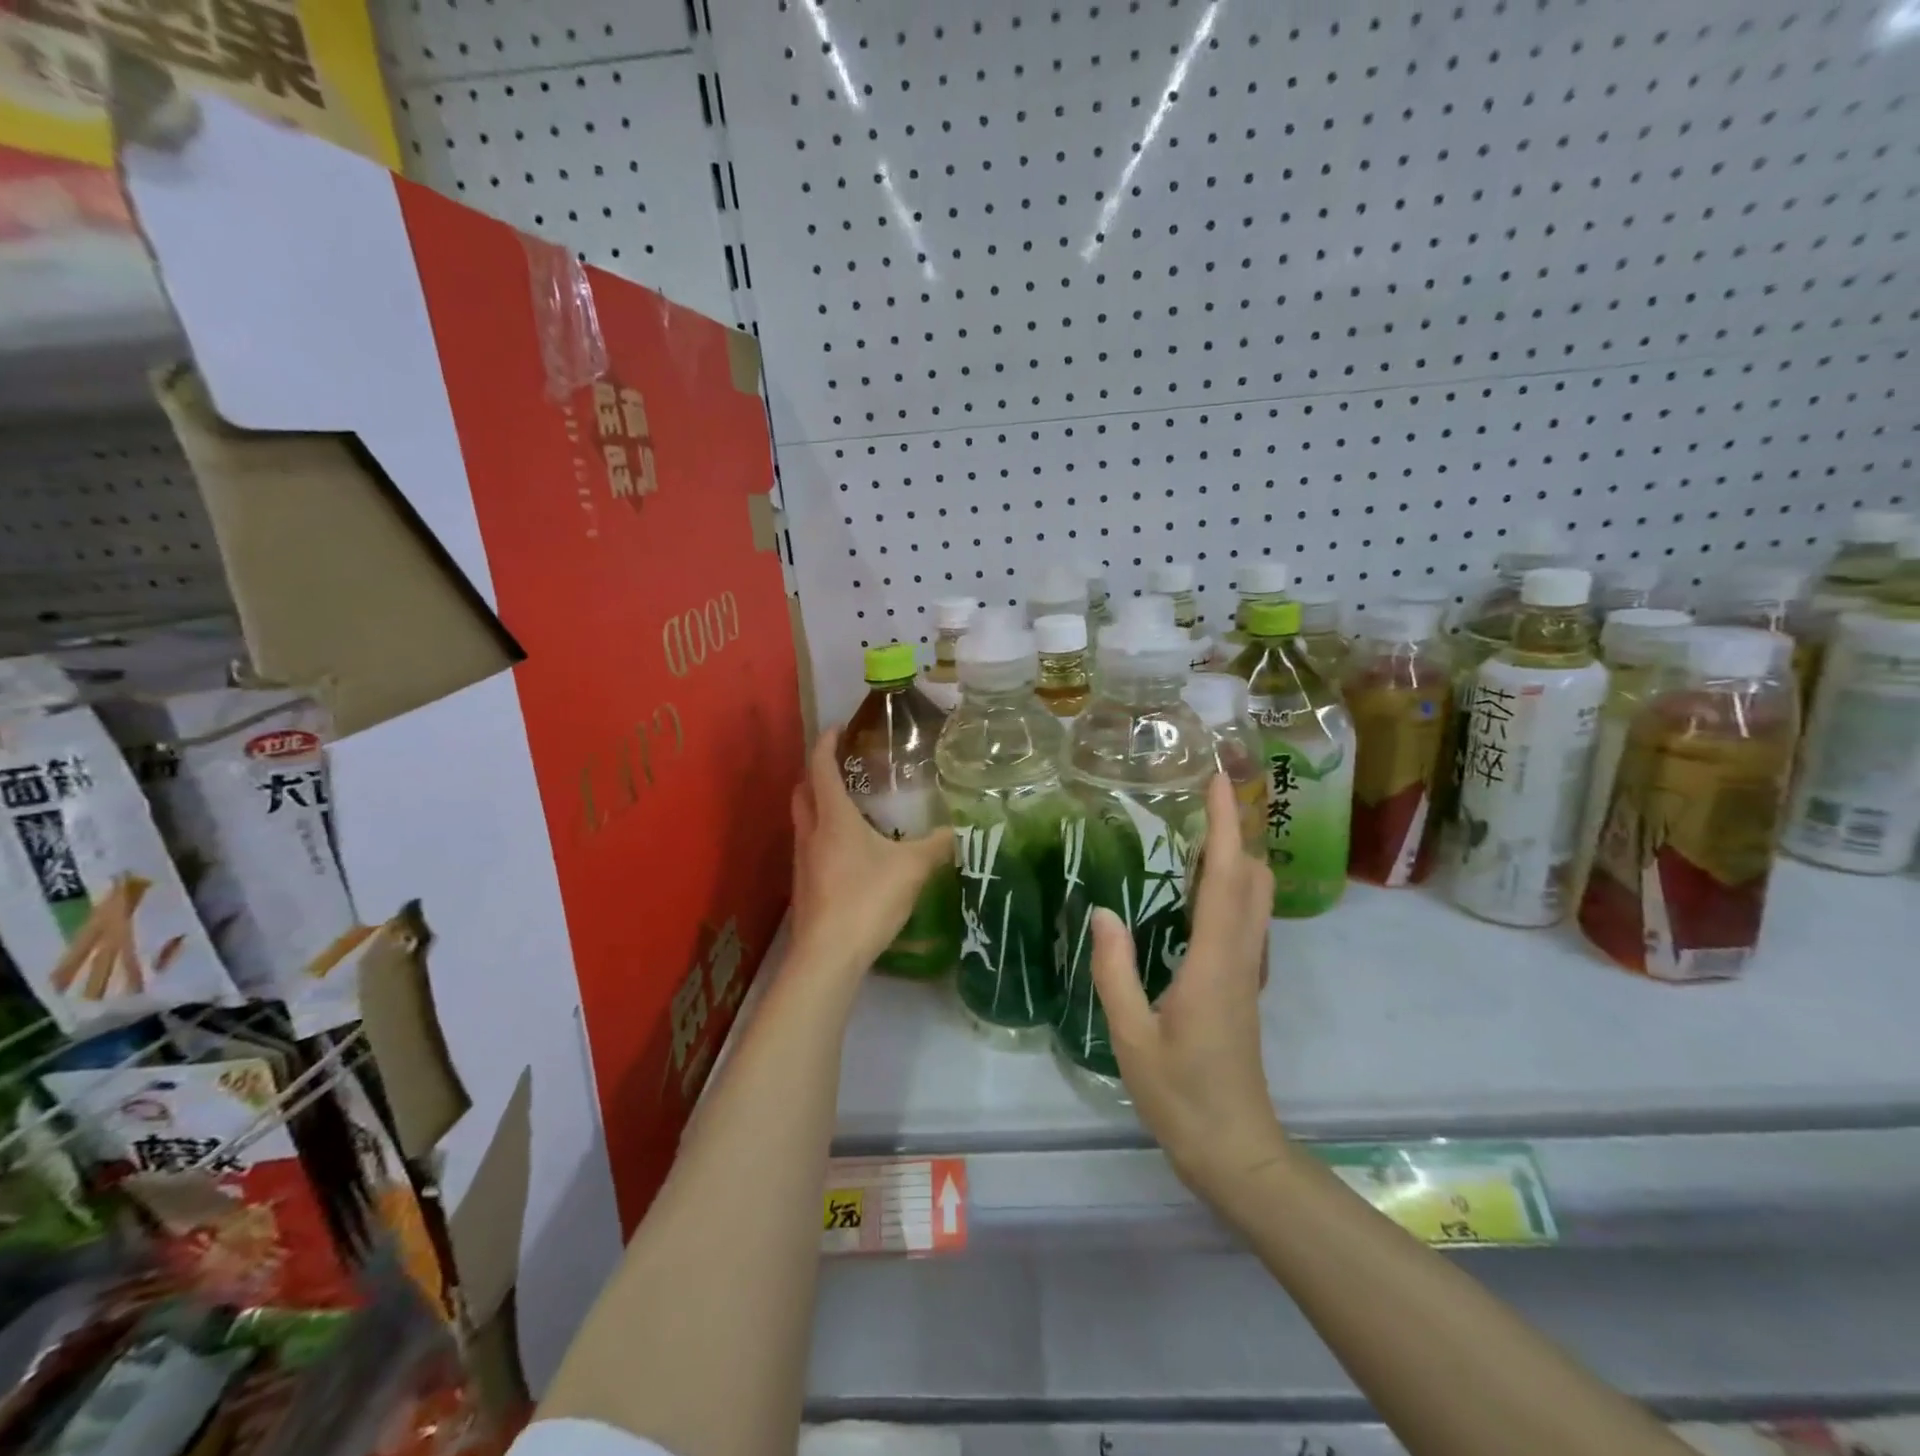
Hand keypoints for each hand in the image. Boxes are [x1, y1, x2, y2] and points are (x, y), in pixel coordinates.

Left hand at [788, 726, 952, 979]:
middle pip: (802, 790)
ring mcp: (802, 860)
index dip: (827, 743)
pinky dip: (823, 834)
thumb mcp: (912, 869)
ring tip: (850, 806)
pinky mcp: (804, 885)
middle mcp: (811, 833)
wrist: (828, 955)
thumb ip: (936, 846)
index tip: (838, 727)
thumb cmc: (867, 899)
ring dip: (818, 804)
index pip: (821, 768)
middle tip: (843, 766)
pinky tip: (849, 850)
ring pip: (804, 819)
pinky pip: (810, 845)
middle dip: (817, 772)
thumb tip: (958, 830)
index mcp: (833, 818)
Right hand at [1090, 773, 1283, 1200]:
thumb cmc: (1181, 1096)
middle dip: (1235, 829)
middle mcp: (1241, 956)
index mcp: (1215, 961)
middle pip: (1253, 877)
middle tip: (1200, 797)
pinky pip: (1244, 918)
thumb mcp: (1131, 1036)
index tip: (1218, 778)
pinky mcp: (1243, 985)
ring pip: (1255, 897)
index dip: (1224, 824)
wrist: (1237, 1152)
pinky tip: (1195, 889)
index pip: (1226, 876)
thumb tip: (1104, 911)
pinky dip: (1229, 886)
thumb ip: (1114, 971)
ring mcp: (1248, 971)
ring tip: (1194, 831)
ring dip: (1234, 855)